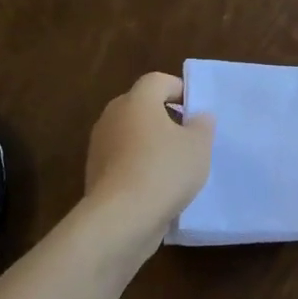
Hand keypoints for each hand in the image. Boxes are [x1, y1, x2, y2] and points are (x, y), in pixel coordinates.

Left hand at [84, 73, 214, 244]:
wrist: (122, 218)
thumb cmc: (165, 170)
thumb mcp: (199, 146)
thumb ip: (202, 125)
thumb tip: (198, 116)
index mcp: (137, 101)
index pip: (158, 81)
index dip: (180, 90)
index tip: (197, 111)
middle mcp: (113, 116)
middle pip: (142, 107)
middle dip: (165, 118)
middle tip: (189, 138)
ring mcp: (100, 146)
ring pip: (131, 135)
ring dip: (151, 144)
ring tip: (175, 166)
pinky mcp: (95, 173)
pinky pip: (123, 160)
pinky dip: (139, 167)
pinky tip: (157, 187)